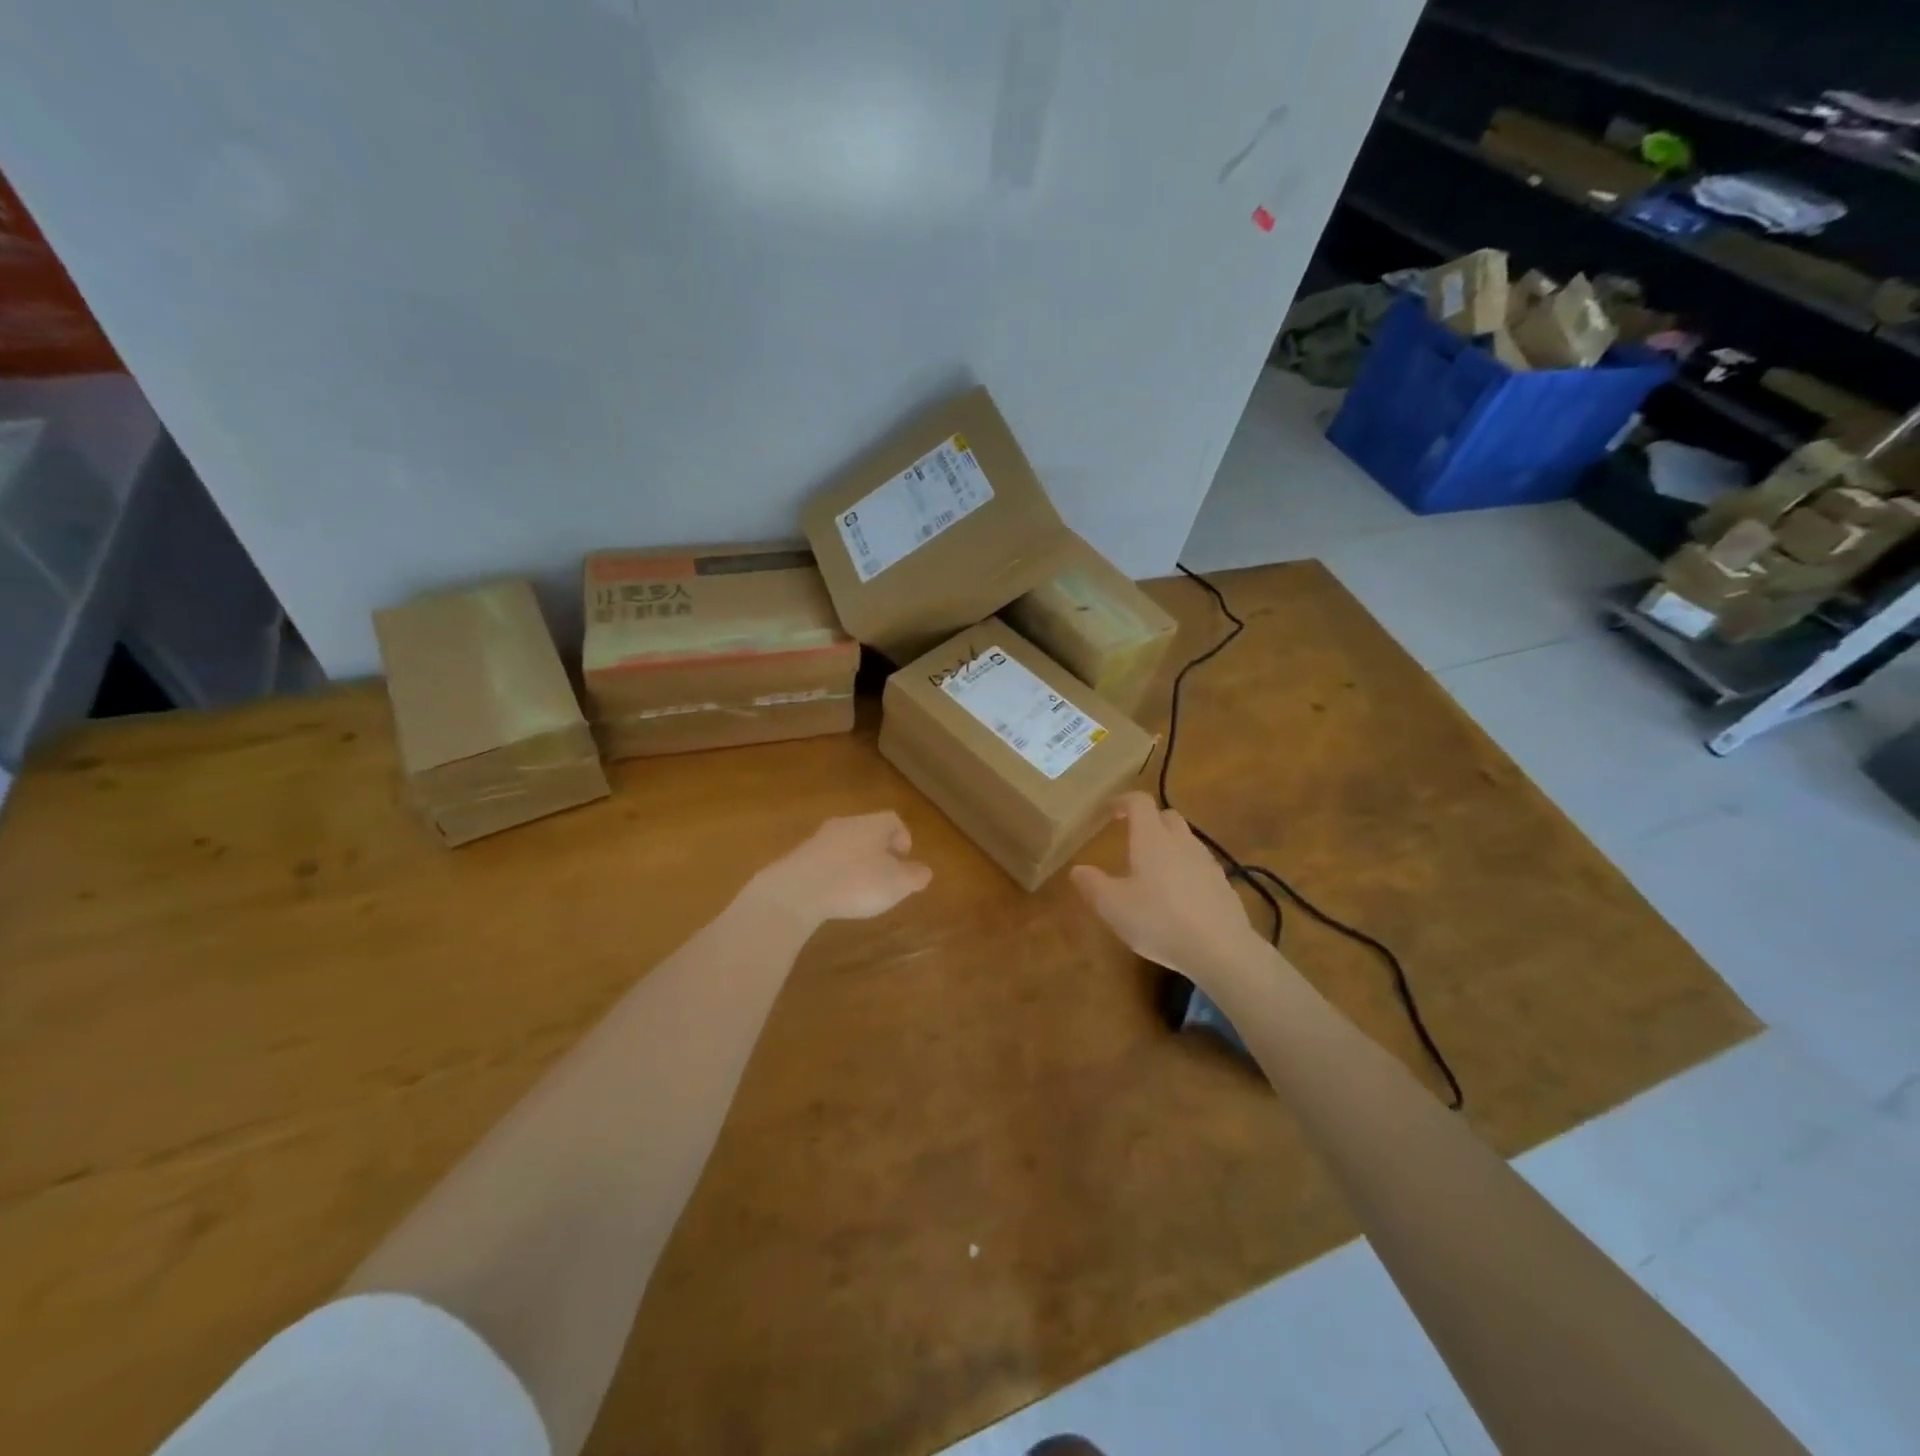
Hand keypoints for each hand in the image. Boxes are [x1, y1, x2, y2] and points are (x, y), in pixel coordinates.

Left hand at [746, 812, 932, 927]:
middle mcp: (845, 824)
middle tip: (884, 874)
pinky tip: (834, 894)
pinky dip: (833, 872)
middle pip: (867, 830)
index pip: (893, 820)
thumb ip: (914, 876)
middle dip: (878, 850)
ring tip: (859, 888)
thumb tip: (924, 870)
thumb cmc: (856, 883)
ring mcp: (818, 839)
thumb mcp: (896, 884)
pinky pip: (824, 860)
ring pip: (844, 844)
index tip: (905, 859)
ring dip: (854, 861)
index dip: (903, 837)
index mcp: (872, 824)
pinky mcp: (798, 857)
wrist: (796, 891)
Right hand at [1071, 792, 1263, 985]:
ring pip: (1186, 840)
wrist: (1220, 950)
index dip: (1122, 801)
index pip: (1139, 802)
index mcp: (1152, 838)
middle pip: (1167, 816)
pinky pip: (1200, 865)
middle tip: (1132, 839)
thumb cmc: (1159, 920)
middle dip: (1149, 821)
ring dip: (1169, 845)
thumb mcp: (1113, 906)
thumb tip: (1078, 869)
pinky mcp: (1223, 885)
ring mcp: (1207, 862)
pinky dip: (1186, 870)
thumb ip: (1092, 885)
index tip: (1109, 812)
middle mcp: (1182, 842)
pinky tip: (1179, 897)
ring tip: (1154, 871)